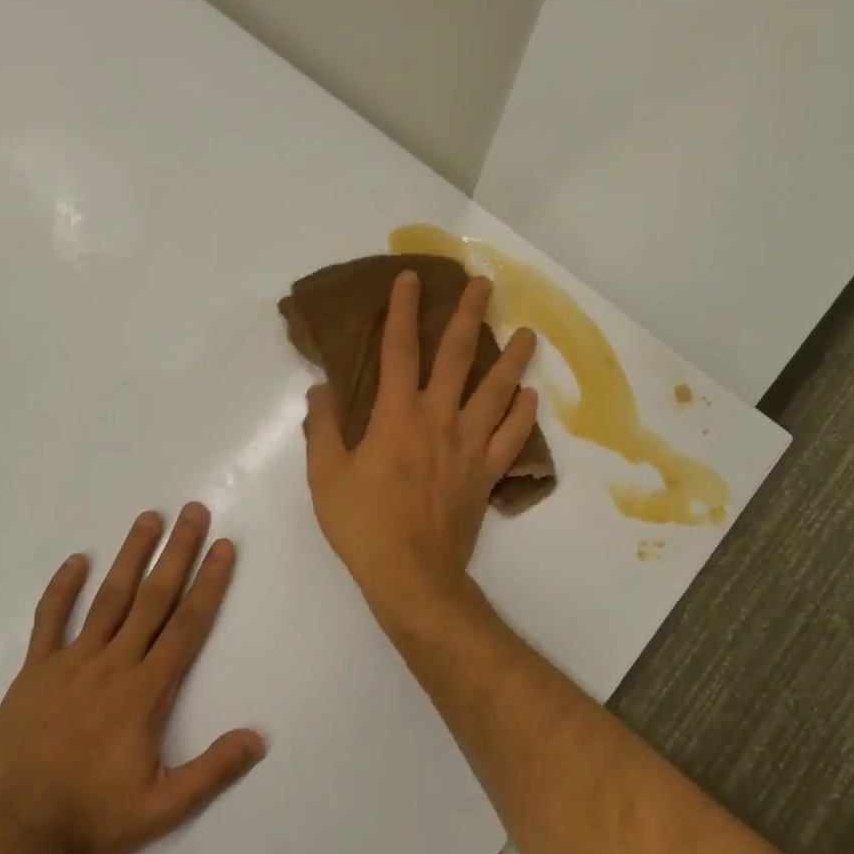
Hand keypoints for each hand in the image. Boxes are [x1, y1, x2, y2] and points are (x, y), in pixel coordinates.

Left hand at [0, 504, 265, 853]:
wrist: (13, 835)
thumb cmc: (91, 818)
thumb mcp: (162, 807)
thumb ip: (212, 770)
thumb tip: (259, 738)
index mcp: (147, 691)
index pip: (187, 625)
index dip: (209, 583)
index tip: (223, 547)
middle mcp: (114, 664)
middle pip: (154, 598)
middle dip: (178, 552)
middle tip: (193, 512)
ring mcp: (71, 663)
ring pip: (109, 598)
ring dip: (131, 556)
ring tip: (149, 519)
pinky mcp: (35, 671)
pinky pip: (50, 621)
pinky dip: (62, 588)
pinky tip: (76, 560)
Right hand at [304, 271, 538, 636]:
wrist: (412, 575)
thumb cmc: (363, 524)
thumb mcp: (326, 475)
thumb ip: (323, 427)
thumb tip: (322, 389)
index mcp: (397, 415)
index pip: (399, 349)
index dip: (403, 310)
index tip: (410, 278)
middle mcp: (439, 418)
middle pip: (458, 356)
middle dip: (468, 315)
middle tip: (483, 285)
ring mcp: (469, 445)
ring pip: (497, 391)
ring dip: (513, 359)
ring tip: (528, 333)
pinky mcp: (486, 473)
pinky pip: (511, 437)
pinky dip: (523, 415)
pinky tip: (530, 397)